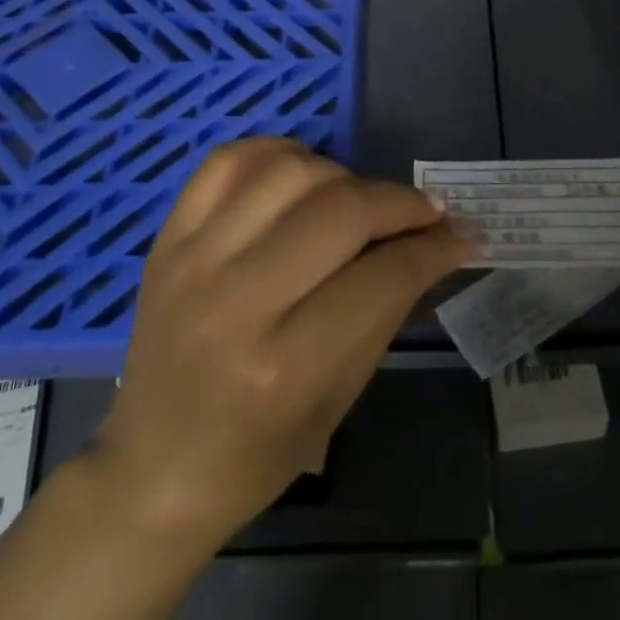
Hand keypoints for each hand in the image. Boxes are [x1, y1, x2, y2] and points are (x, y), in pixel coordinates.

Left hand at [89, 138, 472, 546]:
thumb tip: (439, 244)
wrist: (156, 465)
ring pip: (290, 171)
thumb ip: (389, 308)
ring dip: (344, 176)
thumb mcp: (342, 394)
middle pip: (342, 211)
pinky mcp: (168, 238)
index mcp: (287, 364)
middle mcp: (237, 300)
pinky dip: (278, 154)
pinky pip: (229, 161)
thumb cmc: (260, 451)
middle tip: (426, 213)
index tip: (463, 234)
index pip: (384, 275)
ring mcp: (194, 260)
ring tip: (359, 201)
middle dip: (401, 203)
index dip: (437, 248)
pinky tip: (302, 176)